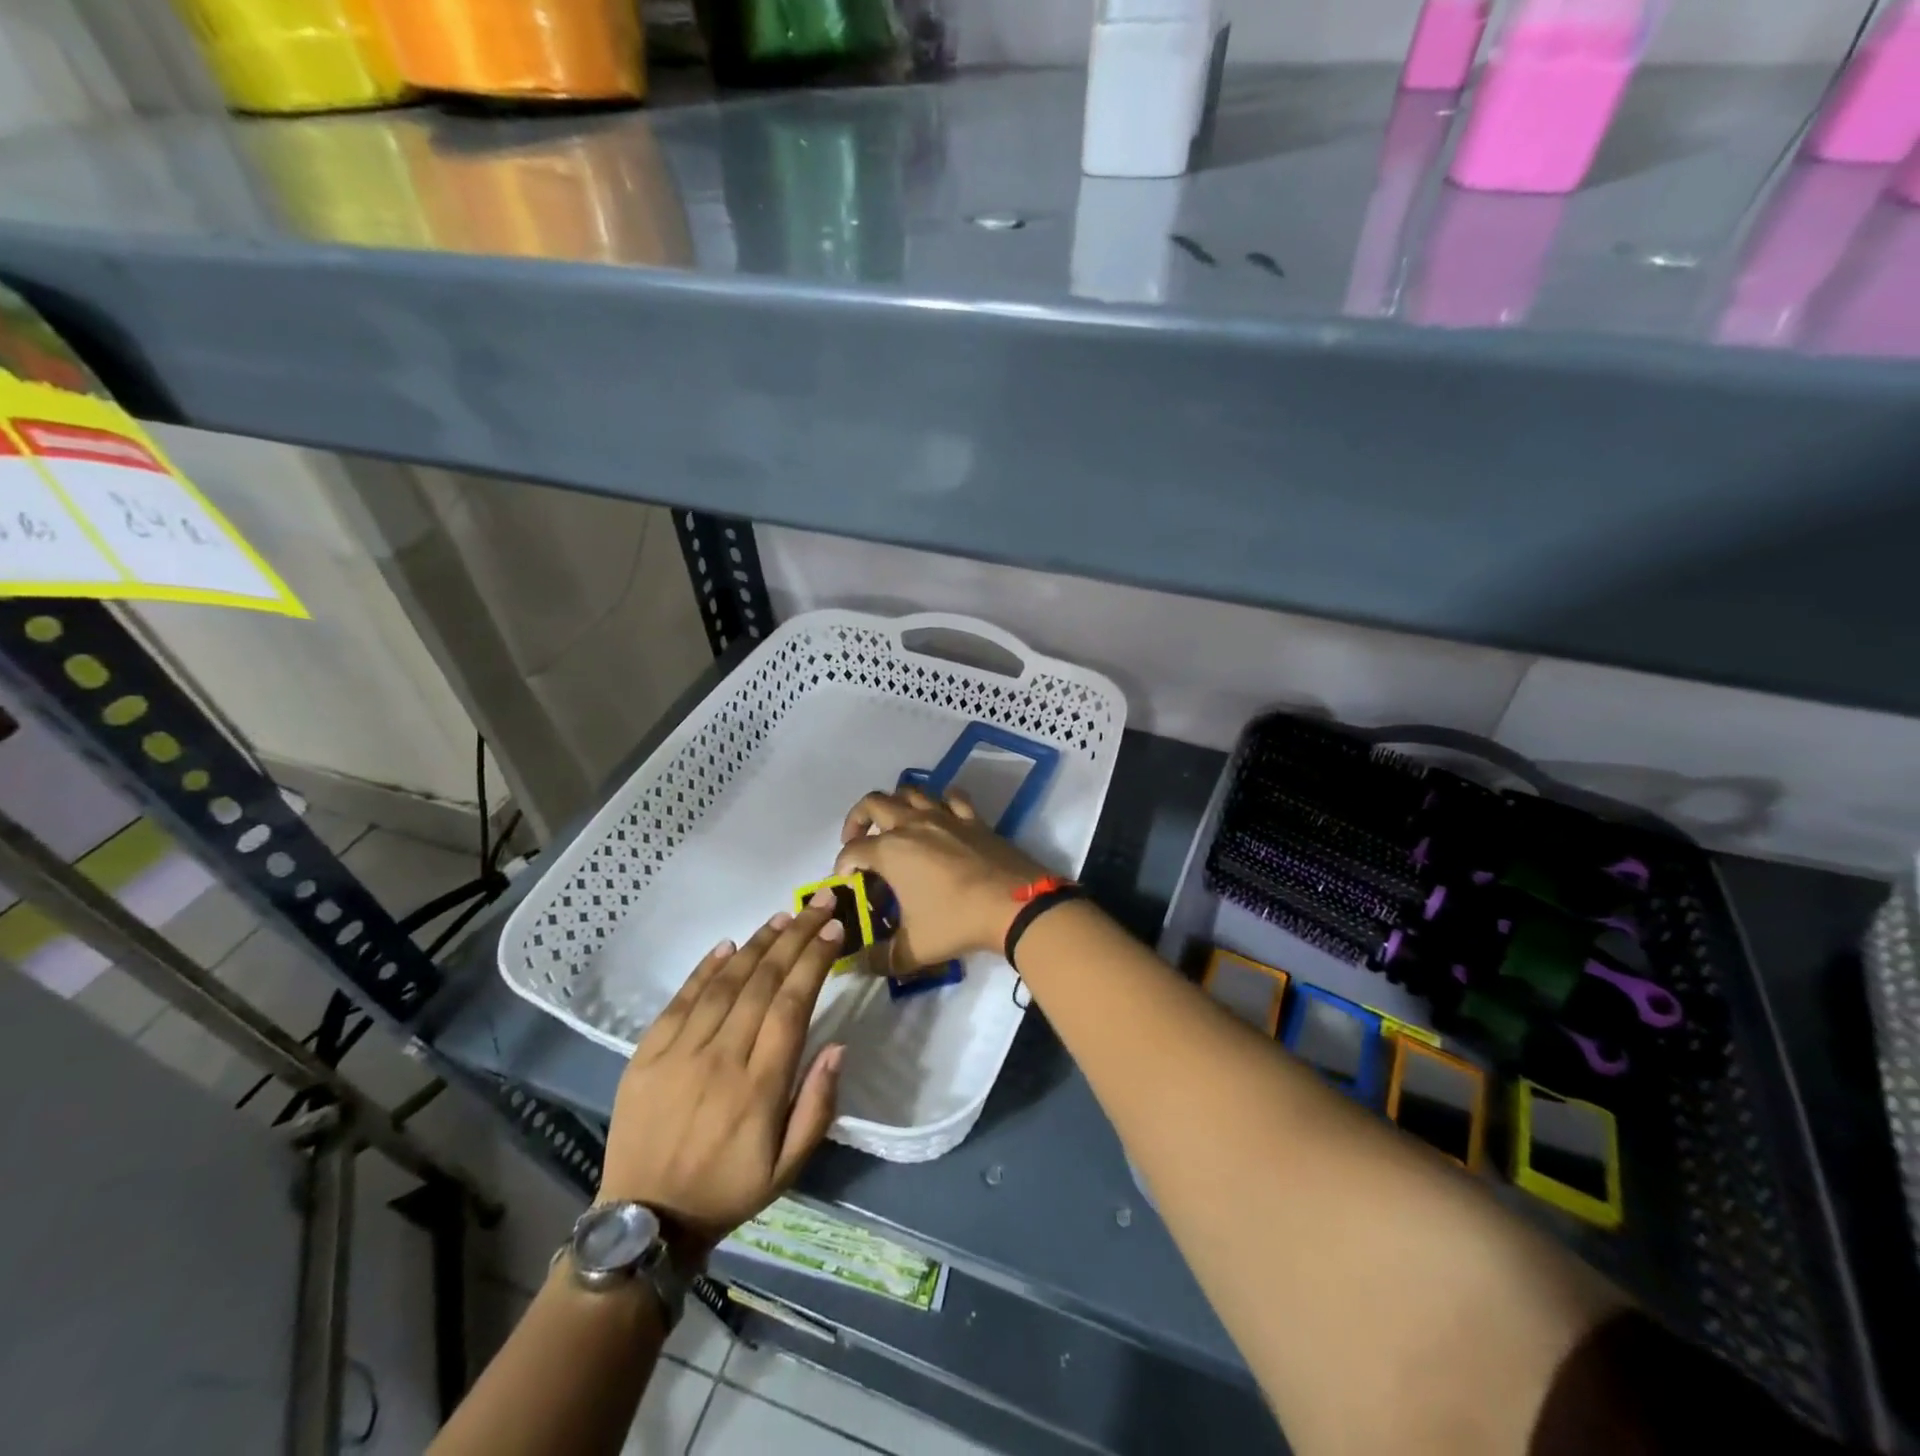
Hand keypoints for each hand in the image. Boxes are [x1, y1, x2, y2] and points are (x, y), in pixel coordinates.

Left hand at [599, 891, 847, 1258]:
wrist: (644, 1222)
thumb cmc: (727, 1190)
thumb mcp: (788, 1168)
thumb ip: (817, 1106)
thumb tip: (838, 1047)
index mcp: (759, 1089)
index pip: (792, 1006)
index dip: (814, 962)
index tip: (834, 931)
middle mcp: (720, 1060)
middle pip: (763, 983)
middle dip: (796, 938)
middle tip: (819, 905)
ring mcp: (678, 1054)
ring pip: (725, 984)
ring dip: (757, 944)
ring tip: (783, 917)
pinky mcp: (645, 1055)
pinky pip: (680, 1000)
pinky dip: (705, 969)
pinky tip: (728, 945)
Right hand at [833, 788, 1050, 974]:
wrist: (1013, 905)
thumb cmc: (956, 922)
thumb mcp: (913, 949)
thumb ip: (881, 958)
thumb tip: (860, 964)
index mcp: (891, 851)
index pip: (852, 850)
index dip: (842, 865)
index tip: (845, 882)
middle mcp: (913, 824)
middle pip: (873, 803)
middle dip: (858, 820)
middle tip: (858, 842)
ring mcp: (945, 816)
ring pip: (911, 791)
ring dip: (896, 803)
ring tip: (894, 825)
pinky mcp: (972, 819)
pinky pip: (952, 796)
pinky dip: (940, 801)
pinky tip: (940, 816)